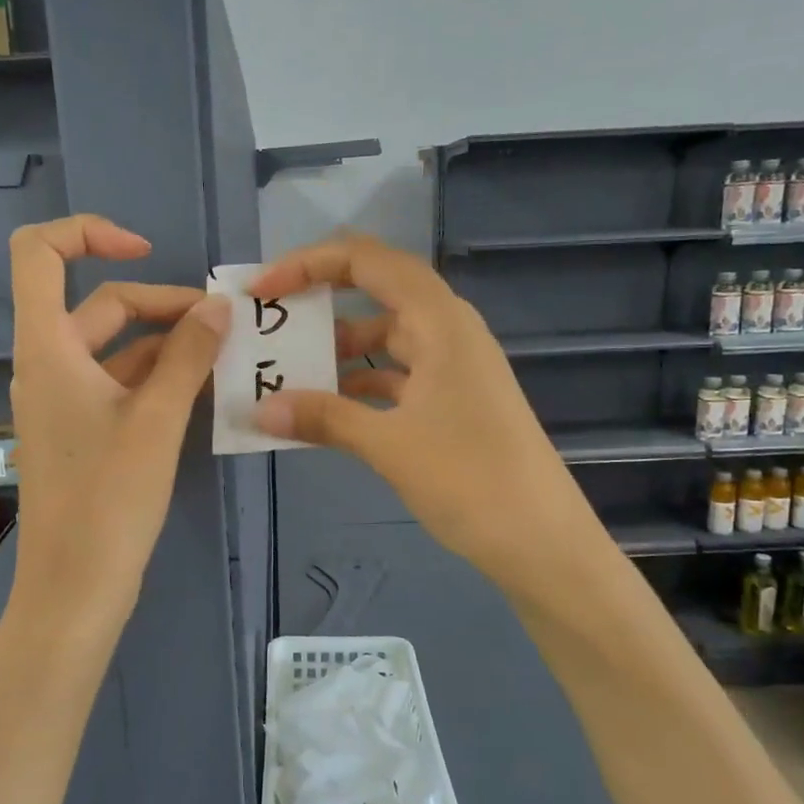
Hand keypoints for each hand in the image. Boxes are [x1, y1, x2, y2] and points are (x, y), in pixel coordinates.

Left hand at [7, 215, 230, 631]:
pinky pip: (120, 384)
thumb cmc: (108, 498)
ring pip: (117, 348)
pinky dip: (159, 378)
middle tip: (221, 324)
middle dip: (162, 304)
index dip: (89, 233)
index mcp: (48, 347)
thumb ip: (187, 355)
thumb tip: (218, 306)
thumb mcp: (157, 419)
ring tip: (225, 355)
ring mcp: (64, 400)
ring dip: (167, 344)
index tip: (145, 251)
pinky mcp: (82, 431)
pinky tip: (203, 390)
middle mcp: (48, 364)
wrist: (75, 587)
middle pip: (101, 305)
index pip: (39, 253)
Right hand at [249, 236, 590, 595]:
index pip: (367, 261)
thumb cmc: (470, 480)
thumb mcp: (388, 445)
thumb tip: (261, 409)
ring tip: (289, 368)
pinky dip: (361, 382)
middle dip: (321, 298)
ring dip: (339, 348)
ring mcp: (454, 365)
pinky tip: (328, 407)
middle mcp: (449, 330)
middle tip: (272, 317)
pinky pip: (397, 373)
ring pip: (386, 337)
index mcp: (439, 321)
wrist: (542, 542)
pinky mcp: (455, 399)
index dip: (309, 264)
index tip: (263, 291)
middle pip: (377, 290)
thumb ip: (323, 418)